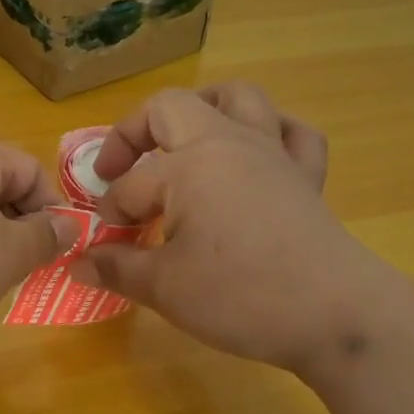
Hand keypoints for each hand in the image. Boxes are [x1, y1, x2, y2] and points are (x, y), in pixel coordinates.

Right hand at [71, 83, 375, 373]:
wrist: (337, 316)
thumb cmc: (242, 296)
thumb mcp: (165, 288)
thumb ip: (116, 268)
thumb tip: (76, 263)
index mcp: (188, 165)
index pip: (131, 185)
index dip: (110, 216)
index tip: (104, 246)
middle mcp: (228, 143)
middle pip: (171, 106)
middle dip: (133, 133)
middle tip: (118, 172)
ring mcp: (273, 153)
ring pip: (237, 97)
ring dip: (202, 110)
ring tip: (182, 142)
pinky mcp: (306, 175)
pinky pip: (293, 132)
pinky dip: (270, 132)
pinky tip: (254, 155)